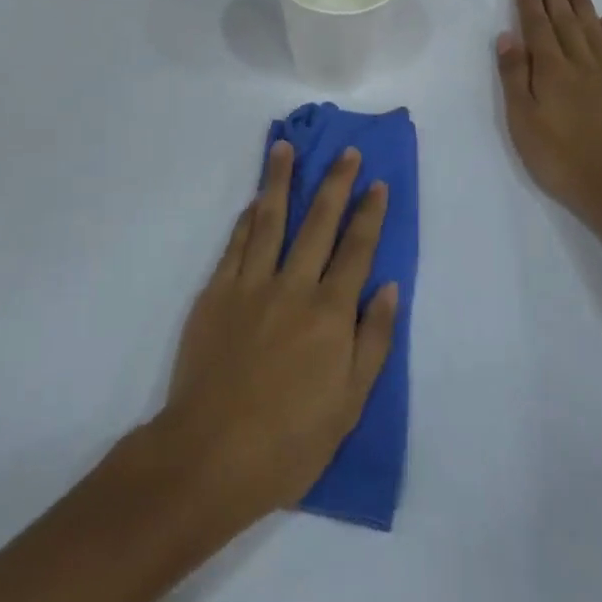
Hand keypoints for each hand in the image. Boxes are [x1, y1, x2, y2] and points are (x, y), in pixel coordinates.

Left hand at [159, 143, 398, 528]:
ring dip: (279, 181)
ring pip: (269, 220)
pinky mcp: (216, 292)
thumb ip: (373, 340)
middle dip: (335, 184)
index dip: (369, 214)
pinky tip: (253, 201)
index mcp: (330, 313)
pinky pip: (235, 244)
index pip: (356, 250)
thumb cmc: (290, 440)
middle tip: (345, 151)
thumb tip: (389, 287)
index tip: (377, 183)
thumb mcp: (349, 404)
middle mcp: (293, 286)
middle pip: (318, 223)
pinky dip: (246, 219)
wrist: (212, 453)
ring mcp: (251, 284)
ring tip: (284, 147)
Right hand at [496, 0, 601, 241]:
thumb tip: (508, 36)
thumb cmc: (563, 160)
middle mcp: (582, 63)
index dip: (530, 4)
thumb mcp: (523, 122)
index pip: (537, 29)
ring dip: (583, 7)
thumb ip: (515, 77)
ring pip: (594, 31)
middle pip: (565, 23)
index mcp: (551, 71)